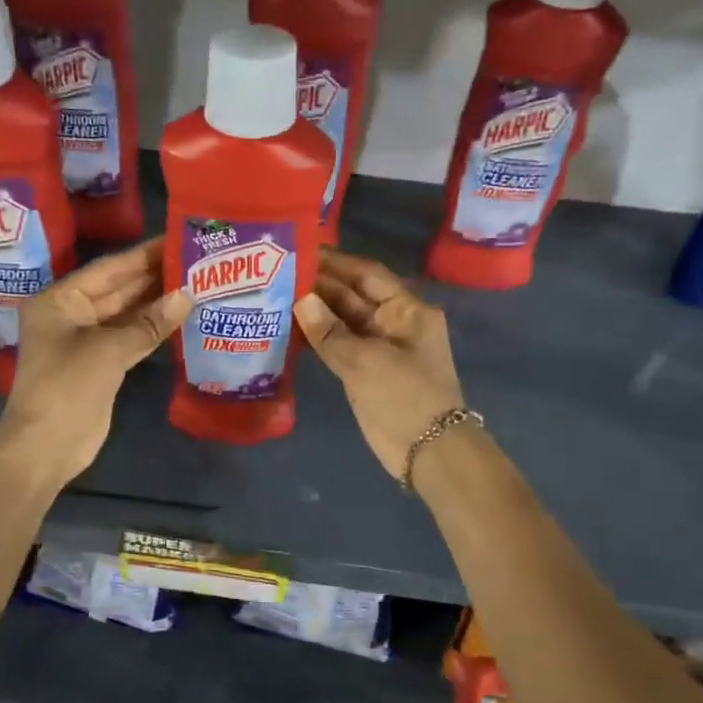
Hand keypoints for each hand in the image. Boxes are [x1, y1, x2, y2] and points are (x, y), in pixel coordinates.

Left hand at [0, 238, 189, 484]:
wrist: (47, 446)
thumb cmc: (67, 387)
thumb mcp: (109, 350)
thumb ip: (148, 323)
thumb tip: (187, 296)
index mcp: (59, 300)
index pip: (108, 269)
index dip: (143, 255)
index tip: (175, 239)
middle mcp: (69, 314)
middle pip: (116, 289)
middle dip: (152, 277)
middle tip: (193, 259)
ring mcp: (84, 341)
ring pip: (125, 315)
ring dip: (155, 302)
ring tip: (194, 282)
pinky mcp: (99, 365)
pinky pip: (129, 338)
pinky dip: (151, 330)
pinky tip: (179, 317)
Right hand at [295, 249, 466, 480]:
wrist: (427, 450)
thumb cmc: (405, 396)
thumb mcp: (366, 361)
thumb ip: (330, 331)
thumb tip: (300, 299)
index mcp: (407, 310)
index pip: (367, 275)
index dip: (335, 262)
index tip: (301, 251)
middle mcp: (393, 323)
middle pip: (352, 296)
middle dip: (319, 286)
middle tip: (277, 273)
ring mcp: (378, 348)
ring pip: (342, 322)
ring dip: (314, 311)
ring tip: (275, 295)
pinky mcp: (364, 372)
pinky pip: (337, 346)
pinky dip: (316, 337)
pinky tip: (287, 328)